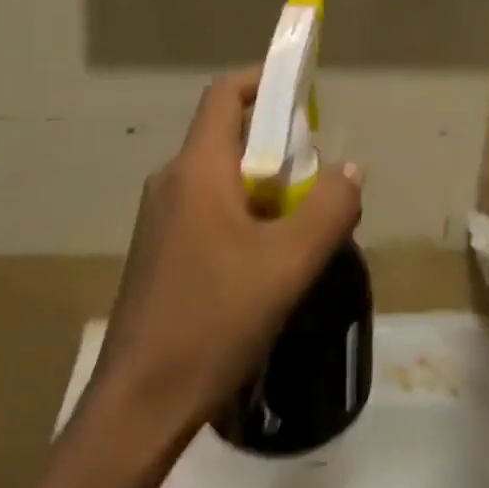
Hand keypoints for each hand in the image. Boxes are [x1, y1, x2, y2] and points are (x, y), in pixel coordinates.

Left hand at [91, 70, 363, 440]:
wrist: (138, 406)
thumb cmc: (214, 320)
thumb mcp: (288, 264)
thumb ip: (329, 209)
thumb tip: (350, 169)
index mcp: (197, 168)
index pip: (225, 95)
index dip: (263, 81)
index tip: (303, 95)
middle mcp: (172, 180)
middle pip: (227, 136)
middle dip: (276, 144)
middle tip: (317, 174)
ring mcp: (160, 218)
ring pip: (220, 177)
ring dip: (262, 185)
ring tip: (299, 222)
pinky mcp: (159, 251)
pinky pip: (207, 209)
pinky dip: (242, 213)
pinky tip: (266, 262)